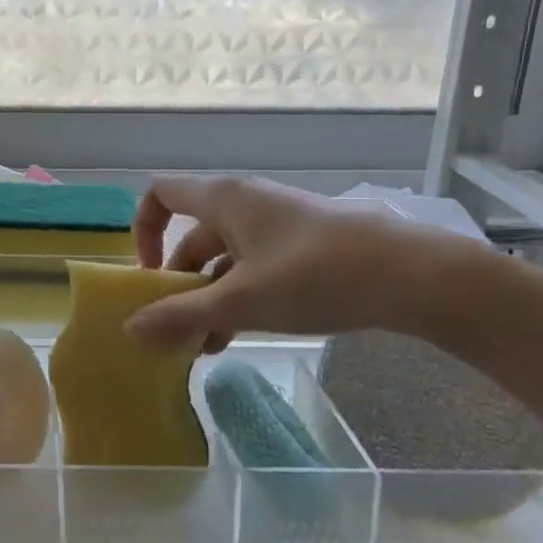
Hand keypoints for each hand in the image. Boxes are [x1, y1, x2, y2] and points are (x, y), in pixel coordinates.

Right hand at [124, 176, 479, 350]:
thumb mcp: (241, 301)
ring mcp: (277, 225)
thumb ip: (182, 315)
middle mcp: (246, 204)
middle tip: (174, 330)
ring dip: (208, 299)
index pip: (161, 195)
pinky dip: (238, 298)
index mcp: (224, 199)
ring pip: (224, 259)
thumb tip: (130, 330)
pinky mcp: (302, 247)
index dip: (144, 231)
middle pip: (192, 237)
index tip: (151, 276)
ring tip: (203, 347)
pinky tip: (237, 338)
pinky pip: (254, 268)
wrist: (412, 276)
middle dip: (179, 284)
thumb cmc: (315, 276)